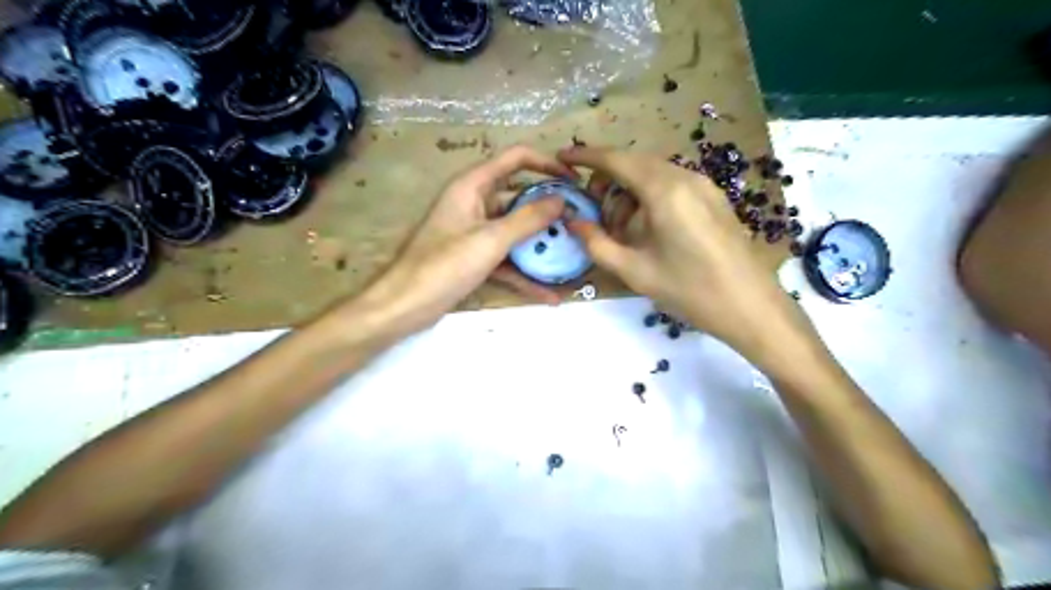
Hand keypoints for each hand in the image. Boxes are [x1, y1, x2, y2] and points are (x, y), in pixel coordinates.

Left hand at [347, 143, 574, 336]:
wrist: (405, 305)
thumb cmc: (444, 265)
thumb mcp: (491, 240)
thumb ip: (528, 219)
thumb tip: (562, 201)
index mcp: (473, 185)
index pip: (516, 159)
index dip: (547, 164)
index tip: (574, 182)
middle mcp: (475, 203)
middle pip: (519, 197)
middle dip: (549, 211)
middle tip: (579, 223)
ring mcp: (475, 232)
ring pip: (515, 232)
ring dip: (540, 245)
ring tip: (571, 257)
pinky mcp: (474, 257)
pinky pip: (506, 259)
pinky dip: (524, 274)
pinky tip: (549, 295)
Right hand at [563, 148, 805, 368]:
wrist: (751, 307)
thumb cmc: (689, 290)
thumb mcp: (633, 271)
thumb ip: (596, 243)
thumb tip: (571, 221)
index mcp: (663, 190)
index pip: (616, 160)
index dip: (586, 156)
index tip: (562, 157)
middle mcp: (685, 177)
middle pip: (635, 164)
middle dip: (607, 180)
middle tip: (591, 211)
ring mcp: (704, 186)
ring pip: (653, 175)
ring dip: (629, 192)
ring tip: (620, 229)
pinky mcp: (714, 198)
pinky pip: (672, 185)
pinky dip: (649, 197)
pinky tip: (647, 229)